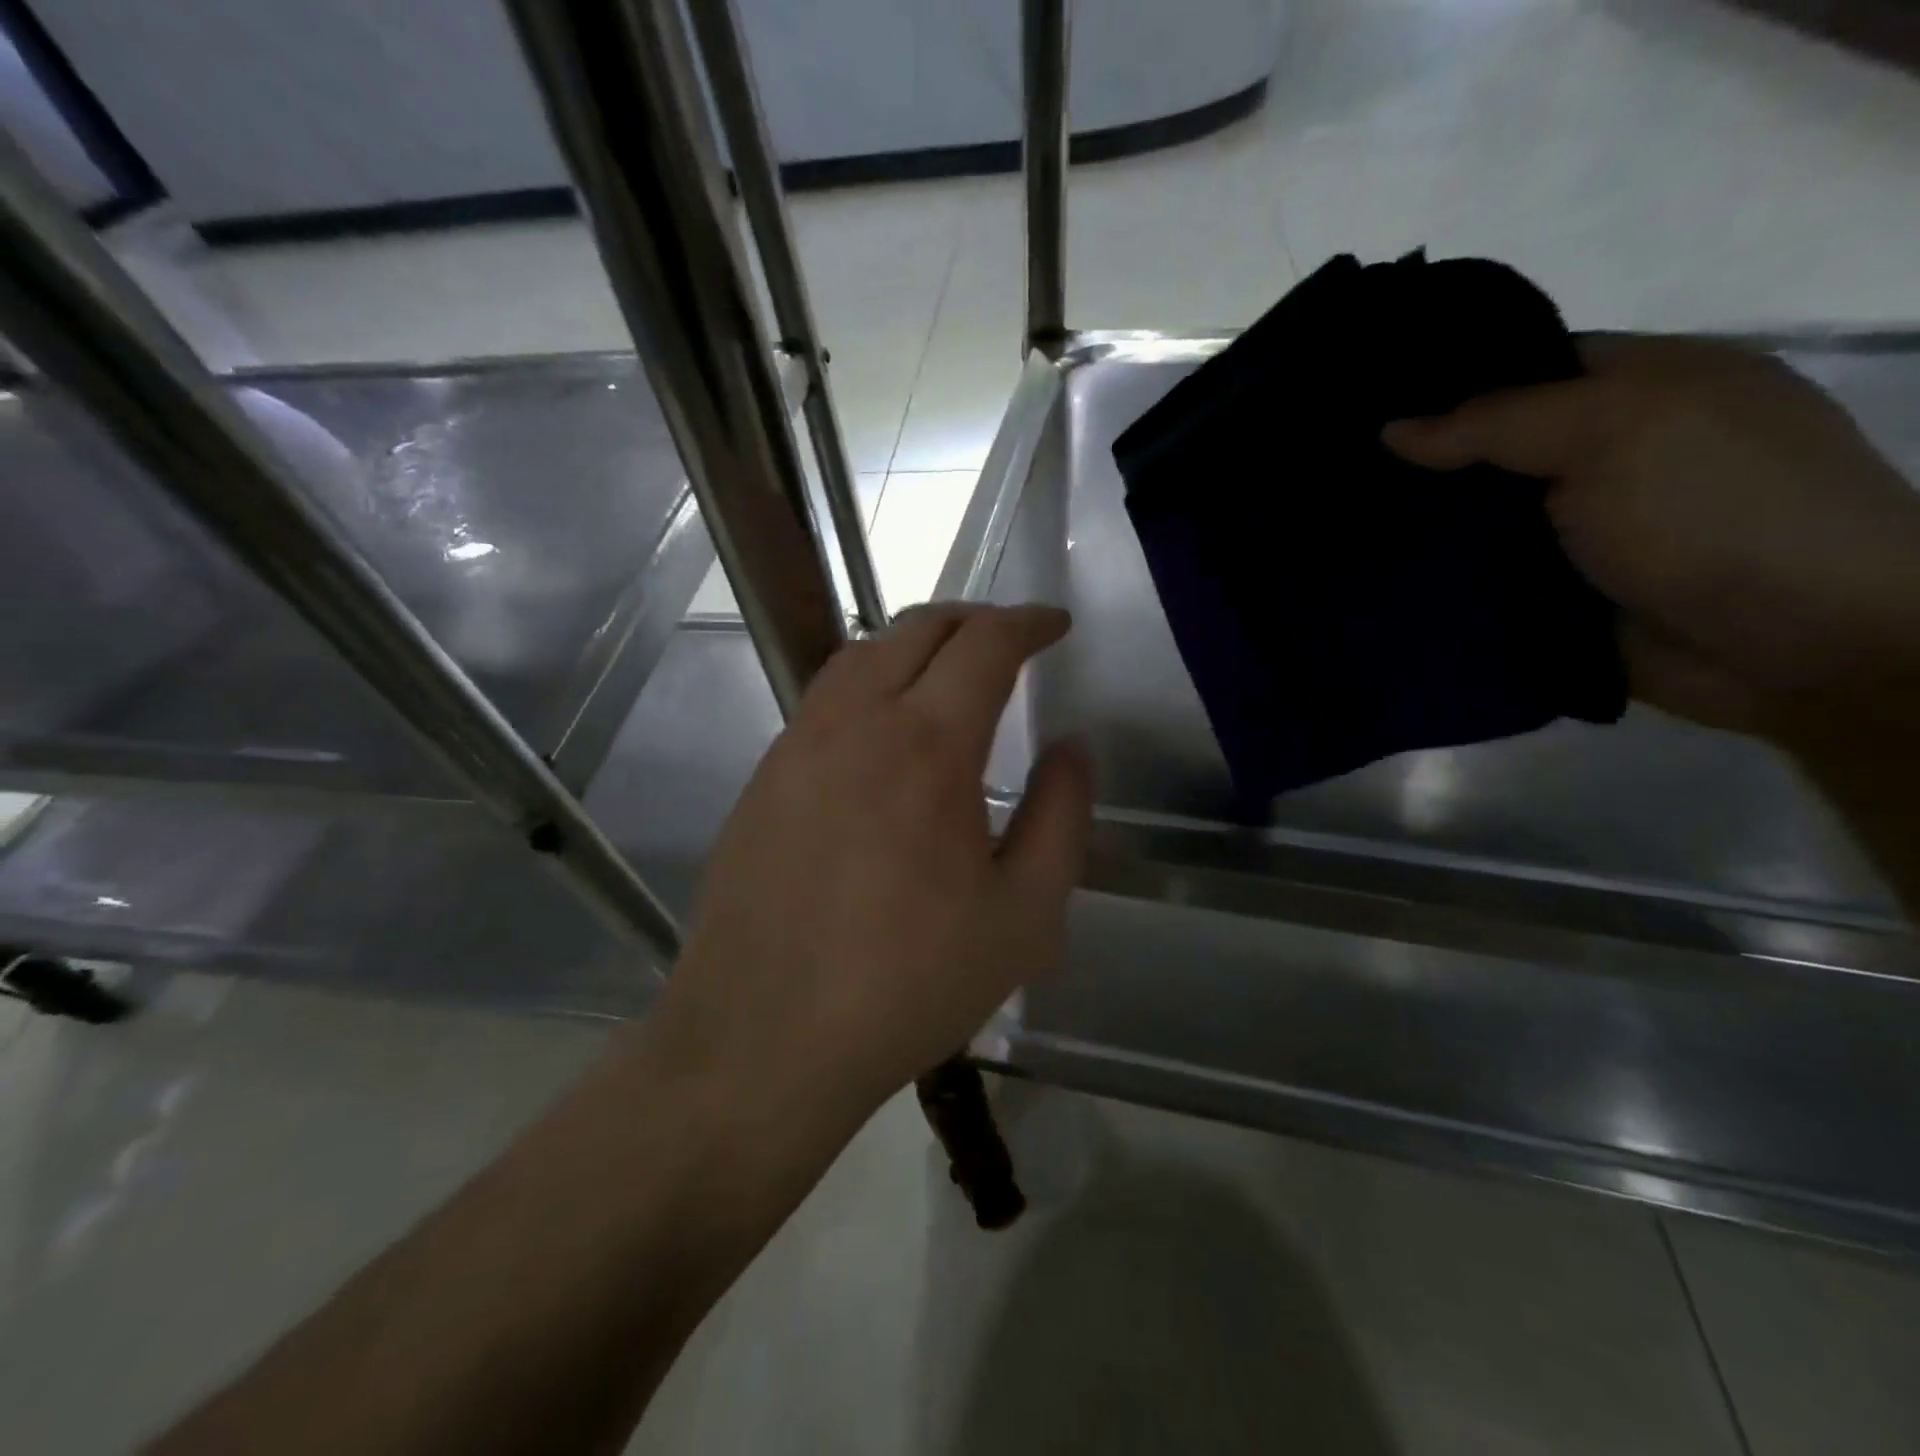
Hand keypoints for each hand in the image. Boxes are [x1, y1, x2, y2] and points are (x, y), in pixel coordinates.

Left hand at [648, 604, 1091, 1129]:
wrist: (762, 1041)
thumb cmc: (909, 984)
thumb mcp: (1024, 916)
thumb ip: (1061, 818)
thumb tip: (1071, 748)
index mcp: (927, 746)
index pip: (984, 645)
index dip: (1026, 623)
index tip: (1055, 624)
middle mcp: (855, 723)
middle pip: (916, 630)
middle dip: (972, 620)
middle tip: (1008, 639)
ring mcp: (797, 746)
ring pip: (860, 655)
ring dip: (913, 643)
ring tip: (947, 671)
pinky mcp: (763, 779)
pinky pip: (823, 700)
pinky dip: (868, 683)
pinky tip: (883, 731)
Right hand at [1385, 335, 1919, 736]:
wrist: (1789, 646)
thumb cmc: (1716, 512)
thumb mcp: (1614, 432)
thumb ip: (1498, 424)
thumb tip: (1391, 431)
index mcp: (1642, 386)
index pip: (1524, 367)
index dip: (1448, 384)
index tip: (1366, 405)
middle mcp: (1607, 452)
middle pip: (1491, 449)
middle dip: (1422, 464)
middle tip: (1337, 475)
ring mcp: (1579, 528)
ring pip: (1477, 519)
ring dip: (1421, 528)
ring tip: (1336, 528)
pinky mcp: (1555, 591)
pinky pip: (1479, 577)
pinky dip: (1435, 579)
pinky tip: (1375, 575)